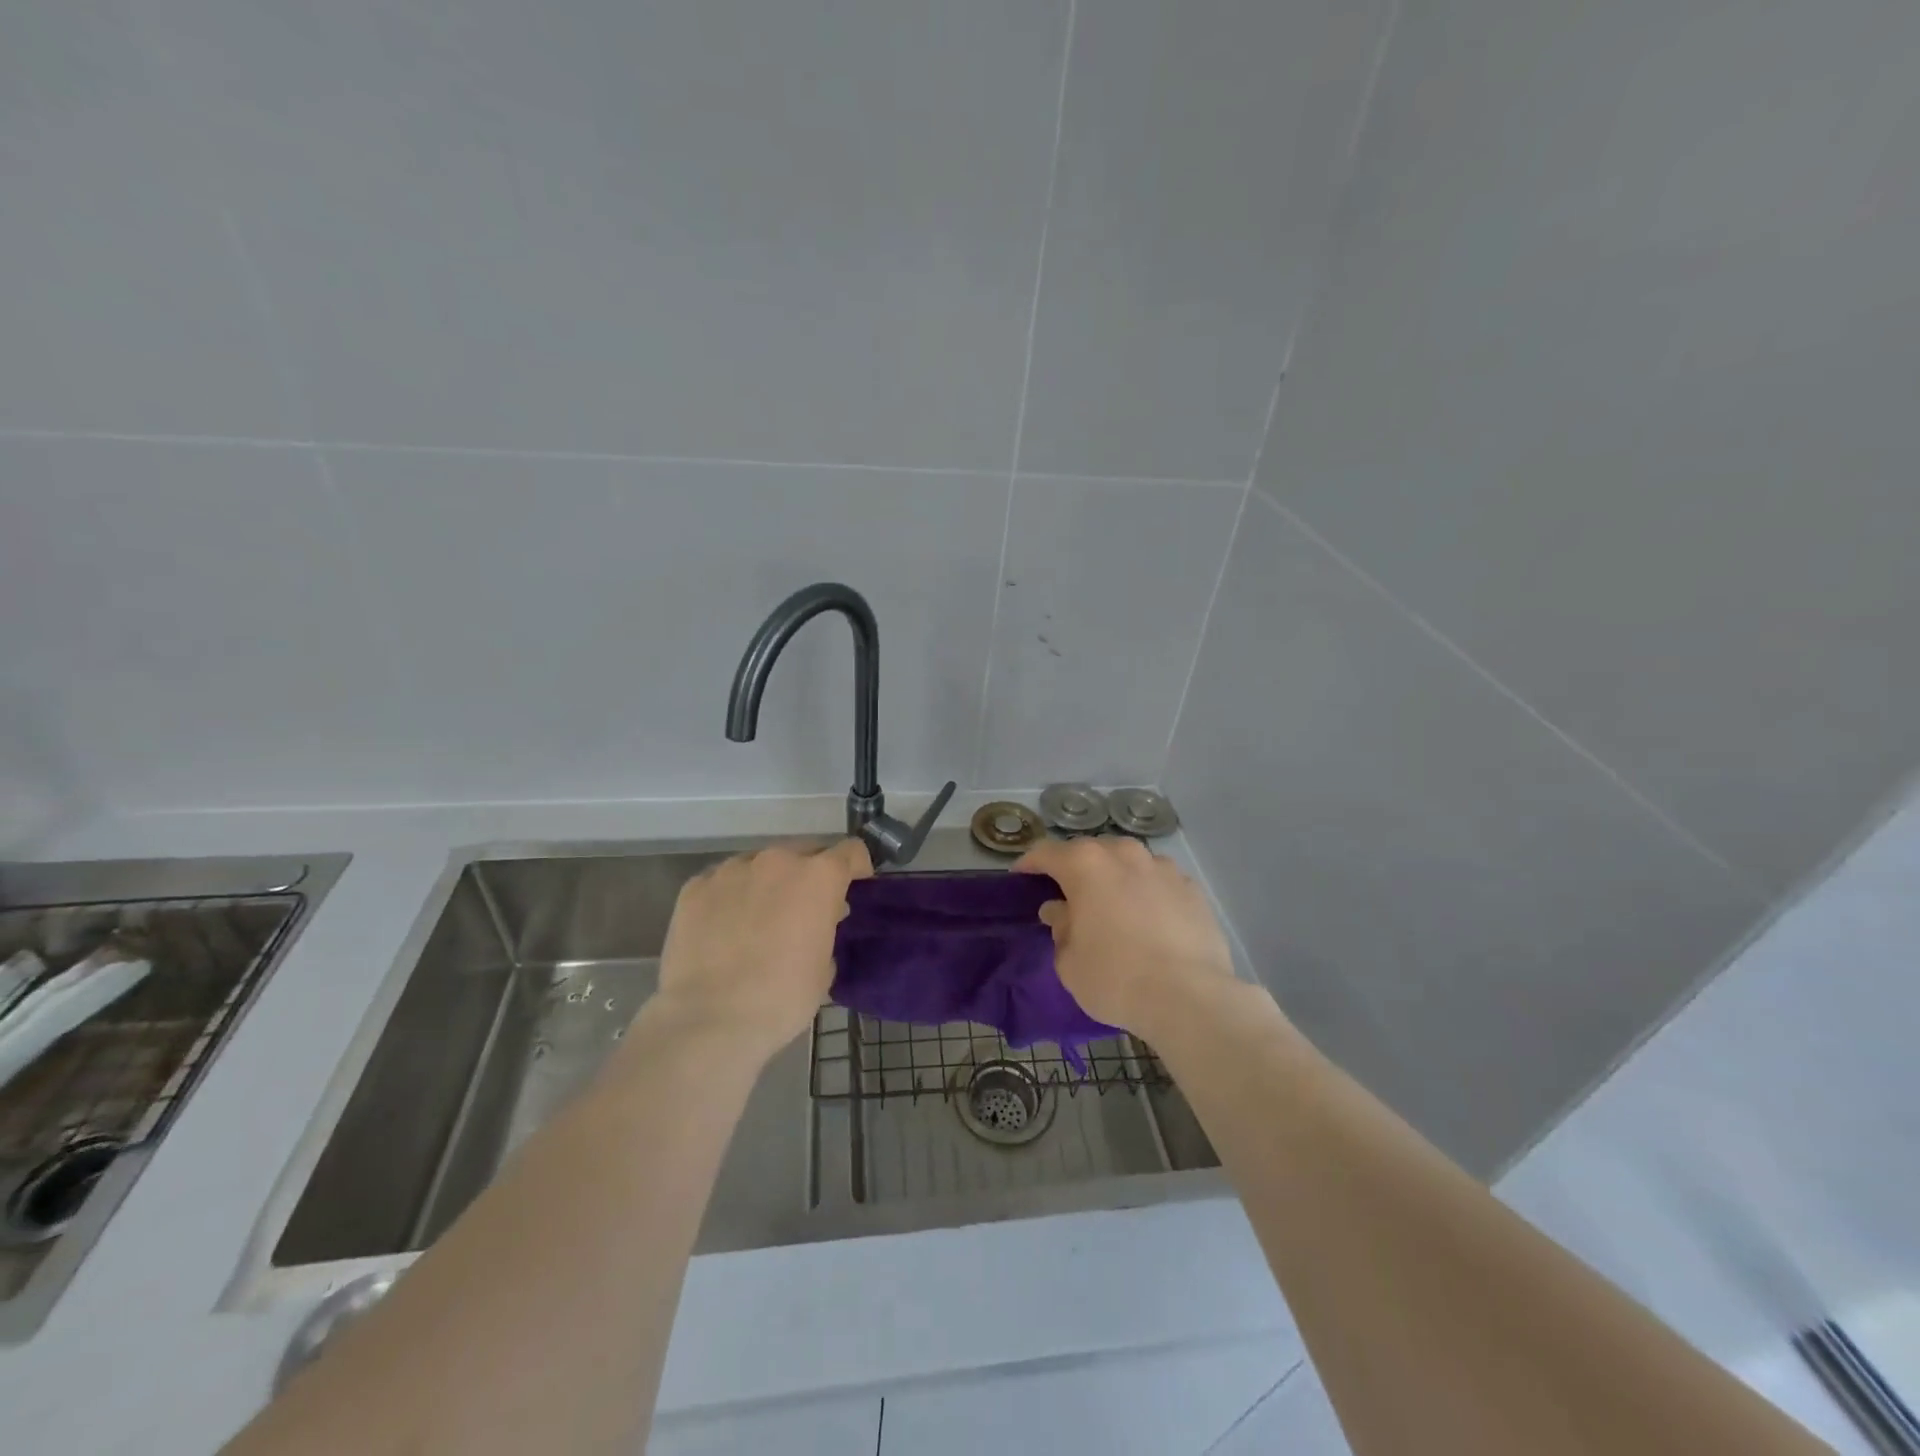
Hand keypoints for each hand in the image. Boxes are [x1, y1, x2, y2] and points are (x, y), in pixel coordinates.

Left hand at [649, 839, 871, 1063]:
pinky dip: (729, 897)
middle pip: (803, 853)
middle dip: (808, 876)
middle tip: (802, 911)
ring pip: (760, 865)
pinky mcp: (695, 886)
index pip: (850, 851)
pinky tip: (723, 929)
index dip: (855, 869)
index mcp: (818, 876)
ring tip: (757, 921)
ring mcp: (732, 869)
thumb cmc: (782, 997)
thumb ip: (826, 930)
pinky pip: (722, 882)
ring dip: (767, 884)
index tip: (851, 890)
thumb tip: (817, 922)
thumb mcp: (824, 967)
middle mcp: (777, 860)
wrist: (710, 1019)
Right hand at [1014, 836, 1238, 1040]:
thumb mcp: (1069, 962)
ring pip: (1129, 862)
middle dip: (1076, 869)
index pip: (1046, 853)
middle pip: (1091, 852)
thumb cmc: (1115, 978)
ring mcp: (1163, 868)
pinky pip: (1158, 882)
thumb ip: (1060, 928)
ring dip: (1115, 877)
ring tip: (1112, 905)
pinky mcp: (1192, 889)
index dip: (1030, 864)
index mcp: (1085, 865)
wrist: (1189, 998)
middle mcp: (1124, 854)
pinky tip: (1149, 919)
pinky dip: (1147, 893)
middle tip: (1068, 896)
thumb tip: (1061, 911)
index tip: (1021, 877)